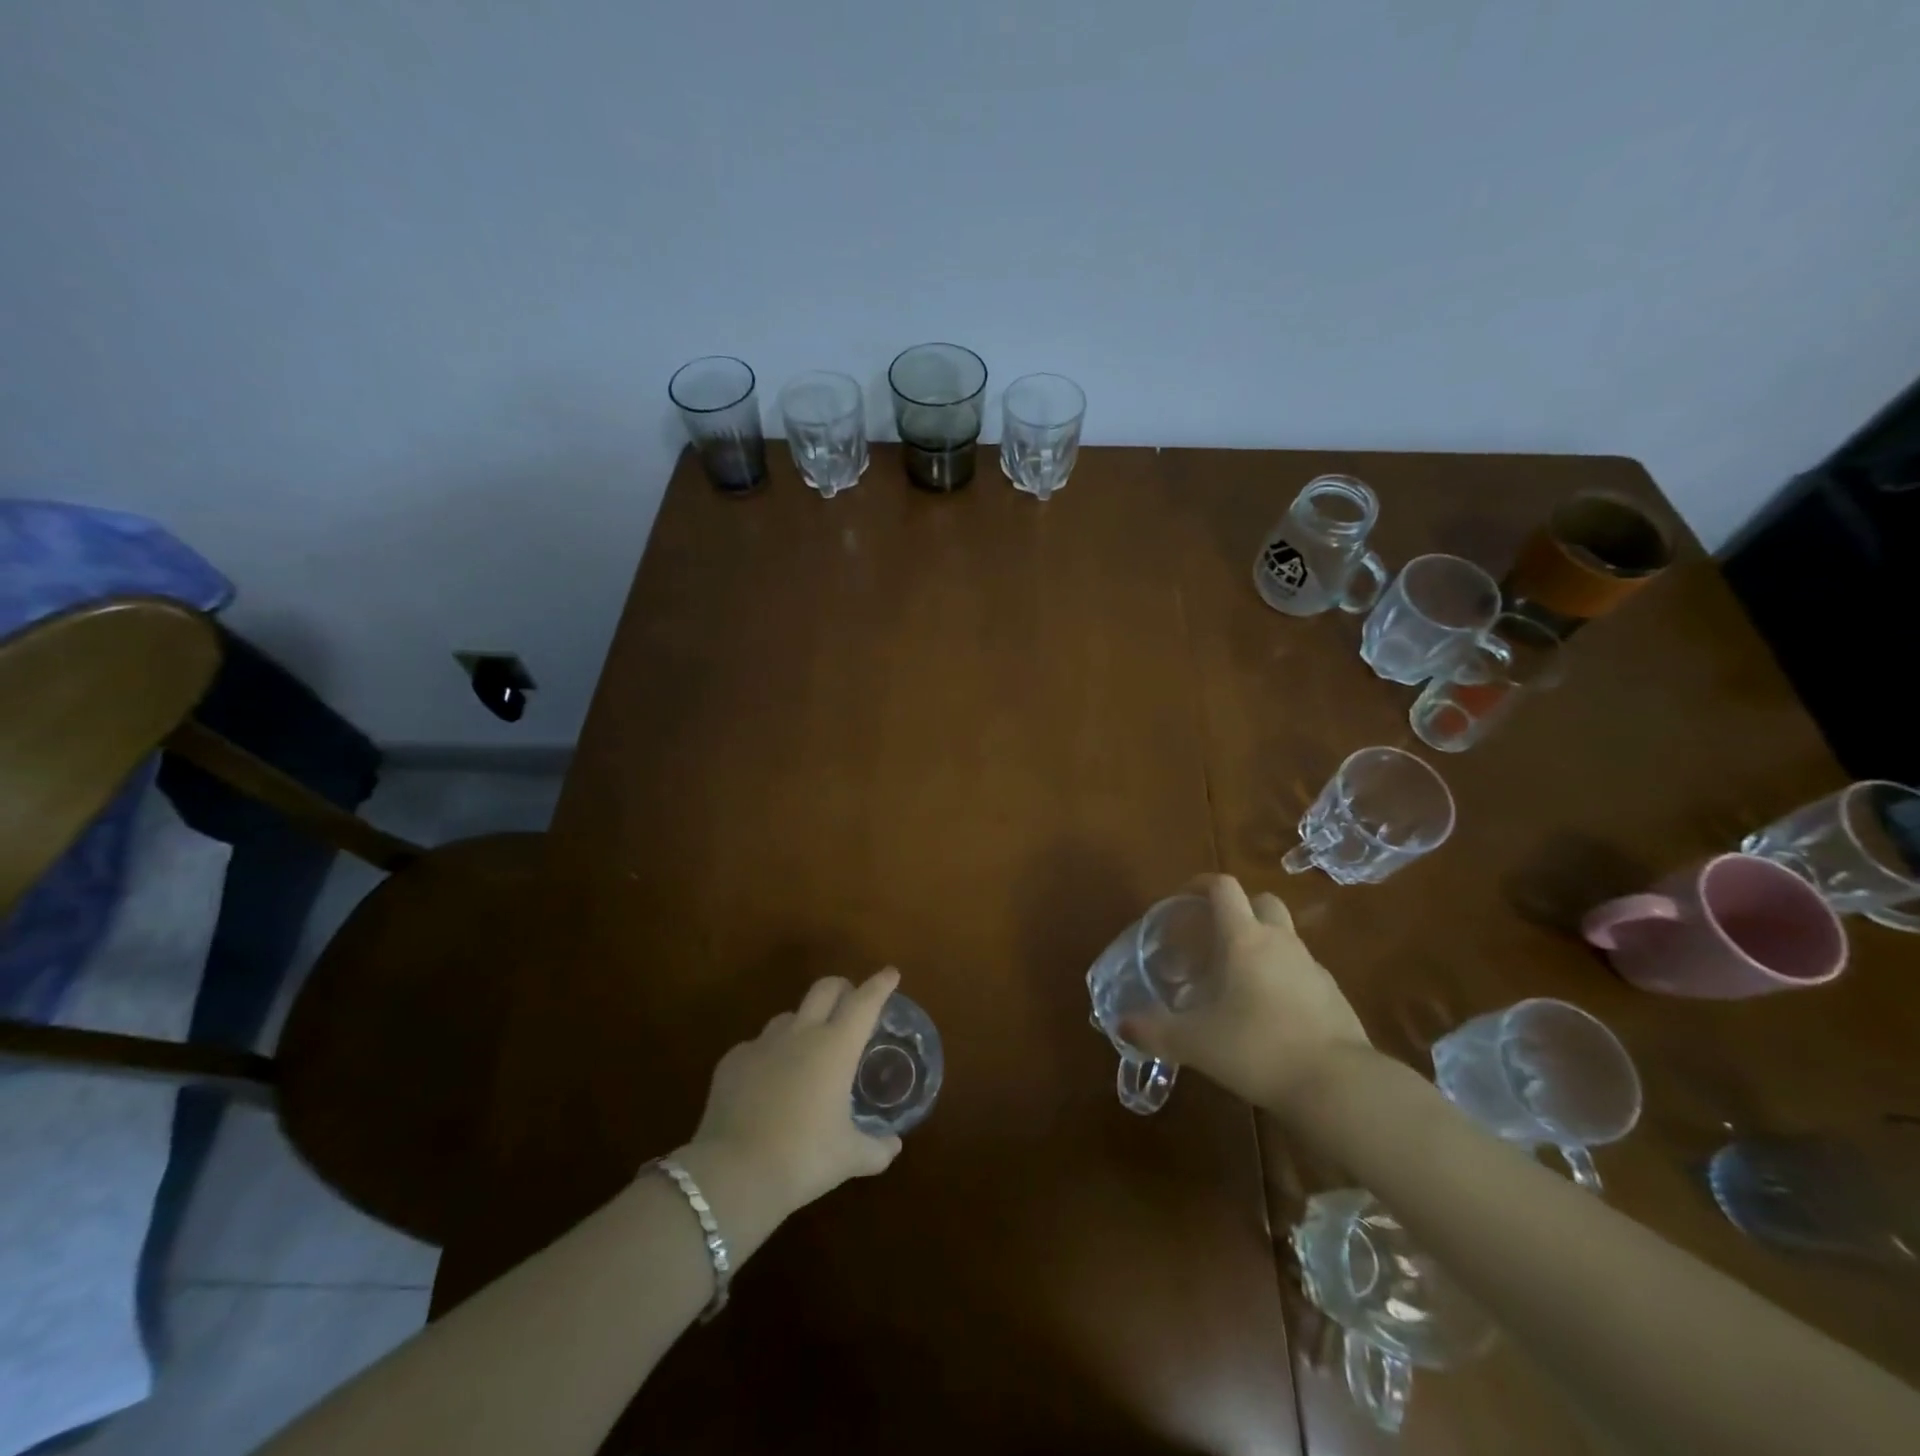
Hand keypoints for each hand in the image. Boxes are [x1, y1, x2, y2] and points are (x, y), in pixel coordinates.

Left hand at [684, 969, 903, 1218]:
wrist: (733, 1174)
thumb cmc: (803, 1159)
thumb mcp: (848, 1158)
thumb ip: (876, 1149)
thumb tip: (893, 1146)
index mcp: (836, 1047)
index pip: (865, 1002)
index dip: (880, 985)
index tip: (890, 973)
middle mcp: (801, 1034)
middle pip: (825, 989)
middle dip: (842, 987)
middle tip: (851, 1000)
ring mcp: (763, 1044)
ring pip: (789, 1015)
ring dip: (804, 1021)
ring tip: (808, 1046)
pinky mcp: (732, 1061)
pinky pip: (757, 1046)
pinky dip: (769, 1055)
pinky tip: (768, 1081)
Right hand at [1121, 874, 1371, 1113]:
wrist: (1339, 1086)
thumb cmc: (1258, 1048)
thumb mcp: (1195, 1042)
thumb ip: (1155, 1031)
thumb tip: (1121, 1025)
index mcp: (1244, 938)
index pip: (1223, 887)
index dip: (1199, 885)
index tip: (1181, 901)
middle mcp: (1279, 941)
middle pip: (1261, 902)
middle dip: (1236, 911)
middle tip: (1211, 939)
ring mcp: (1312, 966)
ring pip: (1283, 937)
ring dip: (1259, 946)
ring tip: (1234, 982)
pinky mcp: (1333, 995)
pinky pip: (1300, 970)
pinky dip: (1281, 977)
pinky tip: (1267, 1012)